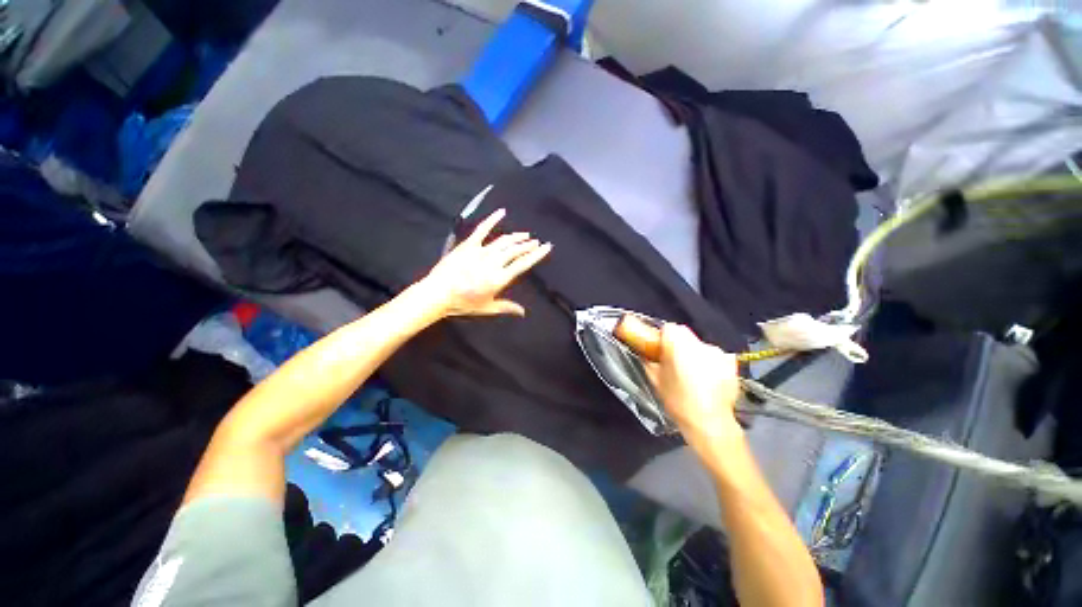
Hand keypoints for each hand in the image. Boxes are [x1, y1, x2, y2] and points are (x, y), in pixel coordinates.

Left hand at [420, 208, 551, 317]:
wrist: (438, 294)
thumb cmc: (463, 303)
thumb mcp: (487, 308)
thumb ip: (507, 307)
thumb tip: (523, 313)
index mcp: (500, 278)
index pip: (523, 264)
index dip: (536, 255)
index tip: (546, 247)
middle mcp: (493, 263)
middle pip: (515, 250)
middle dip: (528, 245)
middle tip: (536, 242)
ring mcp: (481, 252)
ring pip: (503, 241)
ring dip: (516, 237)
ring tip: (526, 235)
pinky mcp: (468, 245)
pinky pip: (482, 230)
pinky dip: (492, 220)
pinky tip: (502, 212)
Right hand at [646, 324, 742, 452]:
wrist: (710, 423)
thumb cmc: (677, 400)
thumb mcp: (655, 380)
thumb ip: (648, 361)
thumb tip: (645, 353)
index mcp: (679, 345)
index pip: (669, 328)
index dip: (662, 337)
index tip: (659, 349)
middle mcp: (700, 343)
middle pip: (684, 335)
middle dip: (677, 344)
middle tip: (672, 362)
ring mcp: (718, 353)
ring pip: (699, 345)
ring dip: (693, 353)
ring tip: (691, 373)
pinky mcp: (731, 363)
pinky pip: (714, 356)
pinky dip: (709, 362)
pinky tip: (707, 379)